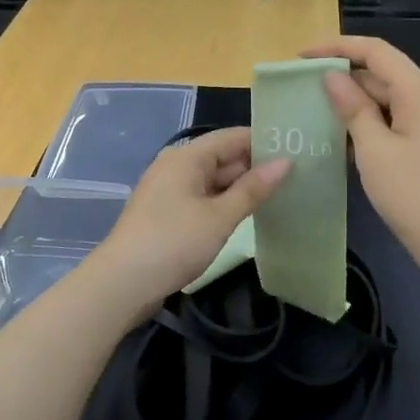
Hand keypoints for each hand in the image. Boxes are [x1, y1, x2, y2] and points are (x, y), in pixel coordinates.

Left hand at [87, 128, 289, 313]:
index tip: (296, 149)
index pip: (232, 136)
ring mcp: (168, 190)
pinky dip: (223, 203)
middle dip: (255, 166)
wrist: (122, 283)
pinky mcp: (166, 213)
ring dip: (240, 188)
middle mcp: (175, 165)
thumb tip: (285, 162)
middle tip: (296, 176)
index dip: (263, 141)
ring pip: (213, 180)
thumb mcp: (220, 217)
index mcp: (186, 157)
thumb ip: (253, 189)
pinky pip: (202, 197)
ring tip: (281, 194)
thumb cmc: (173, 242)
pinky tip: (247, 215)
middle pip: (222, 157)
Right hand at [304, 37, 419, 272]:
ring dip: (352, 103)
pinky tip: (340, 139)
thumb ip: (352, 108)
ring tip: (313, 112)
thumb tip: (332, 77)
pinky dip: (368, 124)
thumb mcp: (374, 149)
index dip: (337, 47)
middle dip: (342, 77)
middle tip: (301, 89)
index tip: (302, 56)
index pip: (376, 51)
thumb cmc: (413, 194)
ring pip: (386, 99)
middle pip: (382, 74)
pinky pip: (394, 121)